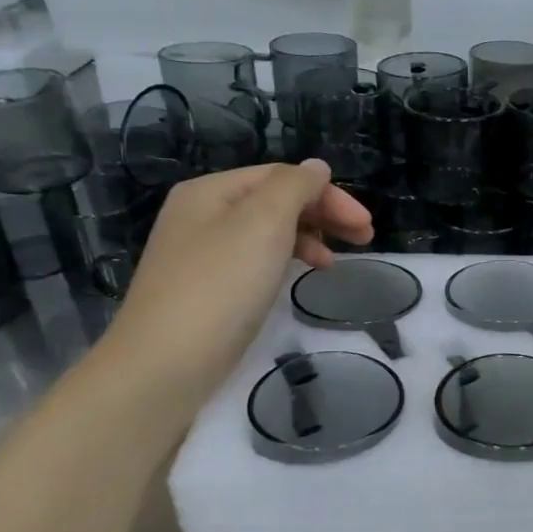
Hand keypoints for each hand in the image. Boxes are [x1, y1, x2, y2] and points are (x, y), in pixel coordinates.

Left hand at [90, 161, 372, 411]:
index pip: (282, 177)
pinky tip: (298, 280)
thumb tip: (317, 168)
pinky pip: (255, 262)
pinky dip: (285, 263)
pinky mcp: (206, 291)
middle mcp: (201, 215)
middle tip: (365, 240)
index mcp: (211, 191)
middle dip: (323, 215)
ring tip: (334, 264)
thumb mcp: (263, 223)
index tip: (366, 226)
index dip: (329, 195)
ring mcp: (200, 255)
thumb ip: (294, 187)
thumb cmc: (220, 286)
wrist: (166, 364)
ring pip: (266, 233)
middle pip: (274, 202)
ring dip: (308, 239)